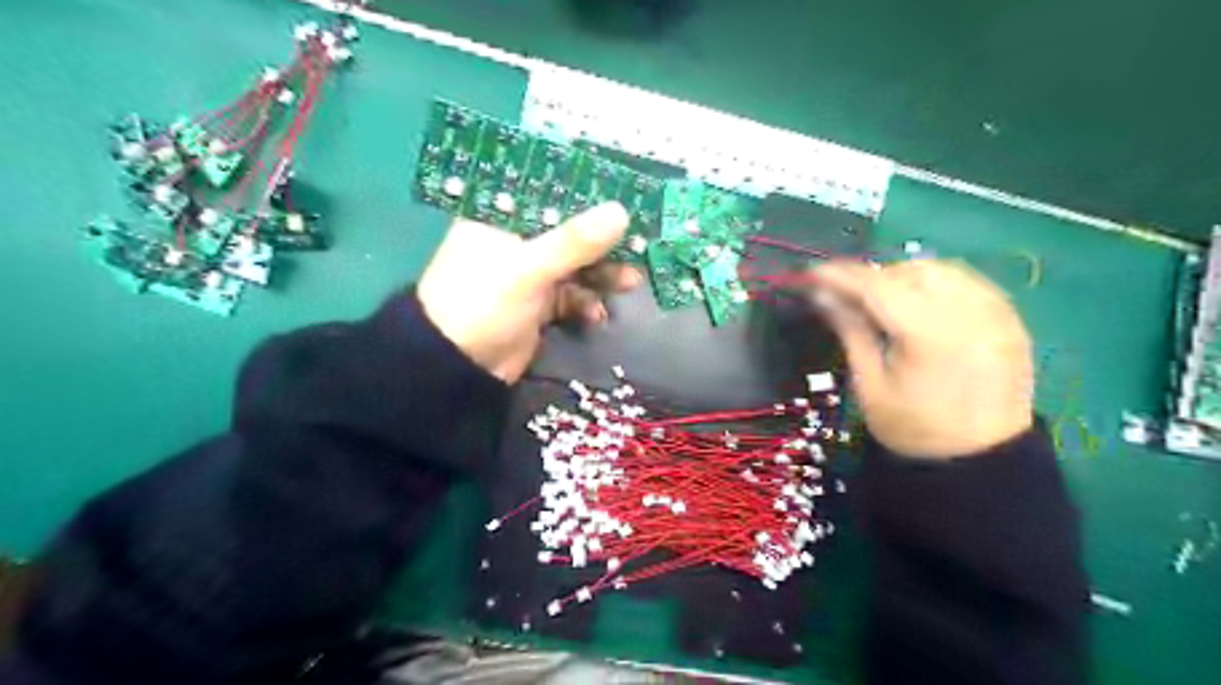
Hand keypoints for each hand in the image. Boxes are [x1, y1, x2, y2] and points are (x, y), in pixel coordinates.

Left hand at [417, 202, 640, 384]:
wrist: (458, 368)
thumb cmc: (483, 303)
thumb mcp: (529, 269)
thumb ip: (575, 242)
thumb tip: (621, 212)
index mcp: (502, 218)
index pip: (551, 195)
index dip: (589, 196)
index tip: (627, 196)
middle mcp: (517, 241)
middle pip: (570, 232)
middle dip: (604, 242)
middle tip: (640, 244)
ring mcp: (529, 274)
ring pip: (576, 266)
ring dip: (602, 275)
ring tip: (630, 283)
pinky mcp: (539, 305)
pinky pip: (572, 296)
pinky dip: (586, 304)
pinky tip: (596, 315)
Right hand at [815, 260, 1033, 458]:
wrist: (980, 461)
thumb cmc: (914, 430)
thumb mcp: (870, 384)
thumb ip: (851, 331)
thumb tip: (823, 296)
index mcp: (930, 335)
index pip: (878, 287)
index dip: (842, 276)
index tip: (814, 274)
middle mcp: (969, 314)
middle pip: (910, 271)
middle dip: (873, 276)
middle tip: (846, 294)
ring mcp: (996, 314)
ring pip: (941, 269)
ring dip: (904, 275)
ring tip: (882, 298)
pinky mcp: (1010, 319)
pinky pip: (967, 282)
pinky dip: (936, 283)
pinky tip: (919, 303)